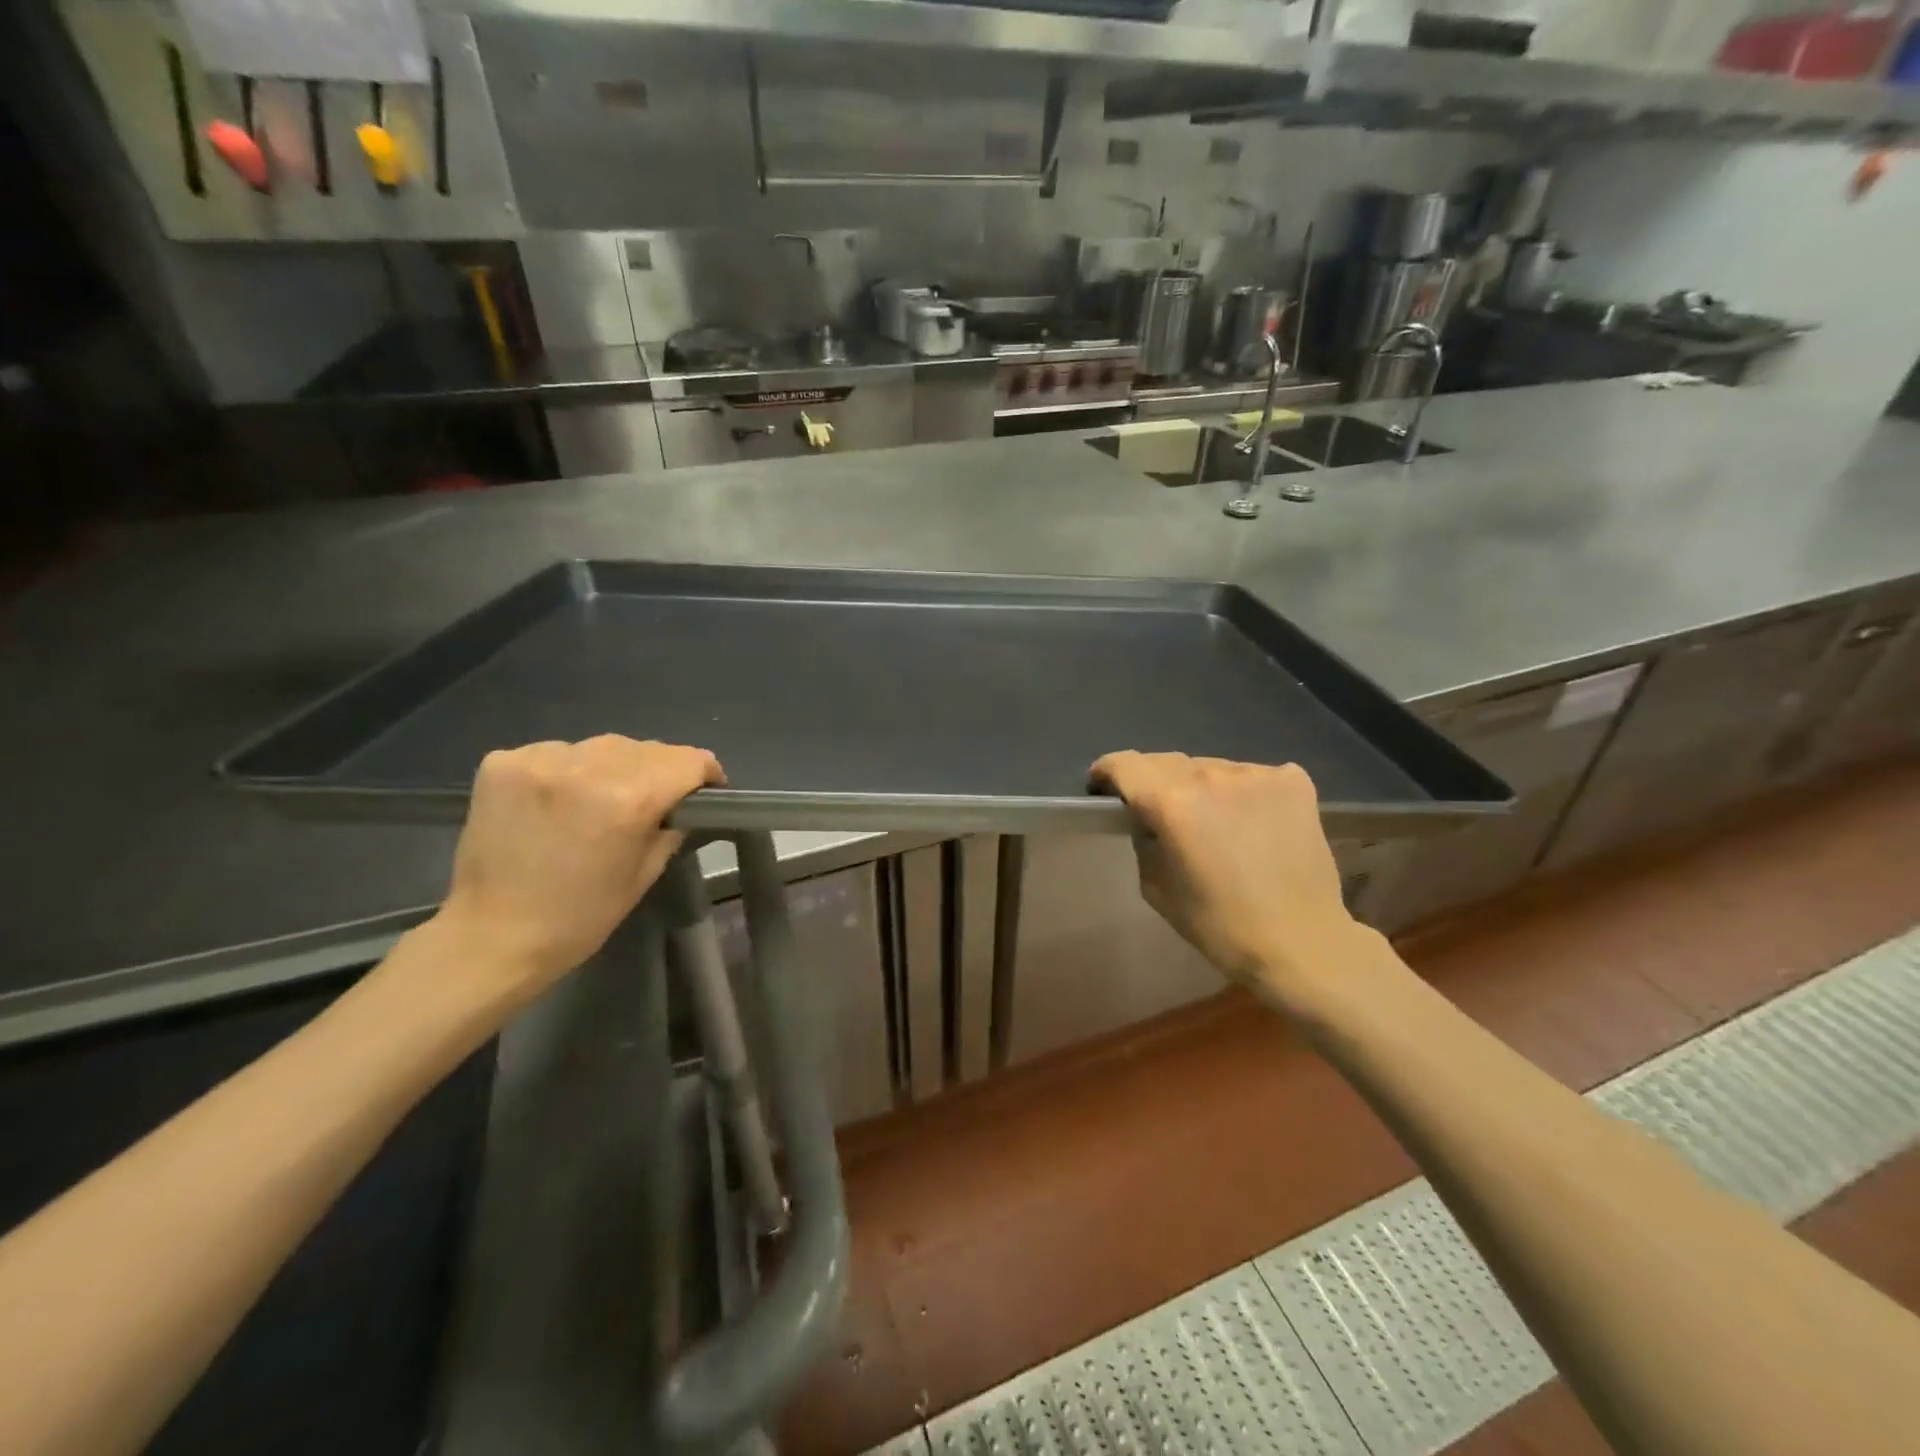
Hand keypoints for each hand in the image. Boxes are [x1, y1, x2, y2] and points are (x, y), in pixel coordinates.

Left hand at [433, 736, 724, 1007]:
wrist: (489, 937)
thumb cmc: (579, 917)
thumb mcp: (645, 873)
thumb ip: (671, 825)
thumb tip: (680, 802)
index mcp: (628, 799)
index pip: (689, 760)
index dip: (706, 774)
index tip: (706, 791)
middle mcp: (586, 766)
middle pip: (648, 749)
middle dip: (661, 771)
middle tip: (654, 801)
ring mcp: (540, 759)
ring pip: (603, 746)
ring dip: (615, 767)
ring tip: (601, 799)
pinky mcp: (503, 761)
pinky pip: (560, 752)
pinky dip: (570, 770)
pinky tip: (560, 800)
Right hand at [1089, 752, 1361, 1007]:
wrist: (1302, 943)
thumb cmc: (1220, 926)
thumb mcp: (1156, 888)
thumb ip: (1144, 841)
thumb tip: (1149, 819)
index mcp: (1172, 803)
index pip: (1126, 765)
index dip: (1107, 772)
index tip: (1102, 787)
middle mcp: (1212, 776)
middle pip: (1166, 762)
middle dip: (1152, 781)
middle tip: (1157, 810)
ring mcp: (1258, 774)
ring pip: (1211, 768)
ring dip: (1200, 786)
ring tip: (1212, 820)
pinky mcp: (1293, 782)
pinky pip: (1252, 776)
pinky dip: (1243, 792)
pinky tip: (1252, 821)